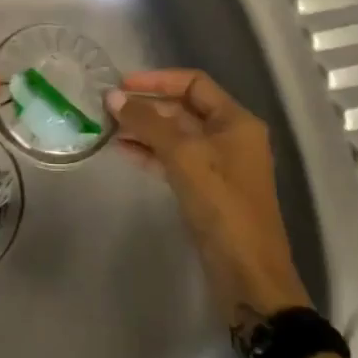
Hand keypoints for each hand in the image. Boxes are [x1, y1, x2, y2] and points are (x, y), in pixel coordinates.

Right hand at [106, 70, 311, 327]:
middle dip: (147, 106)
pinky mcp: (207, 190)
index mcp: (235, 120)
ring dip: (145, 129)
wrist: (249, 278)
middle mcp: (230, 136)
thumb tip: (113, 97)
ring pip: (176, 135)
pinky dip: (151, 152)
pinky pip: (175, 159)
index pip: (194, 82)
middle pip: (183, 108)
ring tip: (109, 128)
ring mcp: (219, 165)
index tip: (123, 84)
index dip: (158, 79)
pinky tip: (124, 151)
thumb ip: (148, 123)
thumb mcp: (184, 157)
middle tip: (108, 108)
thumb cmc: (222, 206)